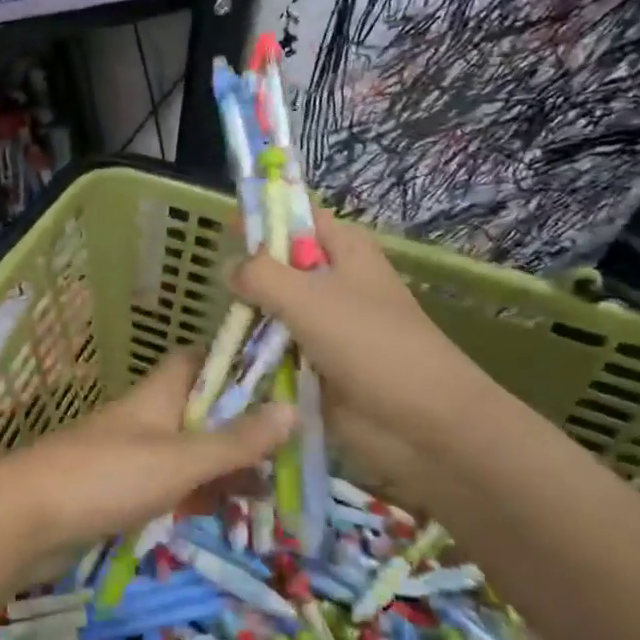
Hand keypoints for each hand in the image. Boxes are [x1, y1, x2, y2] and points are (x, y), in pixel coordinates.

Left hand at [0, 348, 295, 562]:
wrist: (22, 519)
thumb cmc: (105, 477)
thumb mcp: (179, 459)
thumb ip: (234, 440)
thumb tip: (293, 408)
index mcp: (157, 395)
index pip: (198, 360)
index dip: (234, 362)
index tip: (279, 376)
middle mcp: (143, 418)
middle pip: (198, 410)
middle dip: (239, 426)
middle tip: (290, 447)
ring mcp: (126, 456)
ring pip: (185, 452)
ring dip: (221, 466)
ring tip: (271, 489)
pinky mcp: (114, 492)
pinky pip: (165, 487)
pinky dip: (194, 496)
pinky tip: (221, 516)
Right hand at [230, 208, 499, 497]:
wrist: (422, 423)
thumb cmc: (369, 344)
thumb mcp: (306, 297)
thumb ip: (260, 274)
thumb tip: (229, 266)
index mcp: (344, 250)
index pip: (298, 216)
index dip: (263, 217)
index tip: (222, 228)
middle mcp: (335, 282)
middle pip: (281, 266)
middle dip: (248, 275)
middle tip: (217, 289)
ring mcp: (327, 326)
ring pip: (275, 310)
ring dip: (250, 319)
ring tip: (222, 328)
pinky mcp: (319, 364)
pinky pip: (278, 350)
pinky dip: (258, 354)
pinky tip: (231, 359)